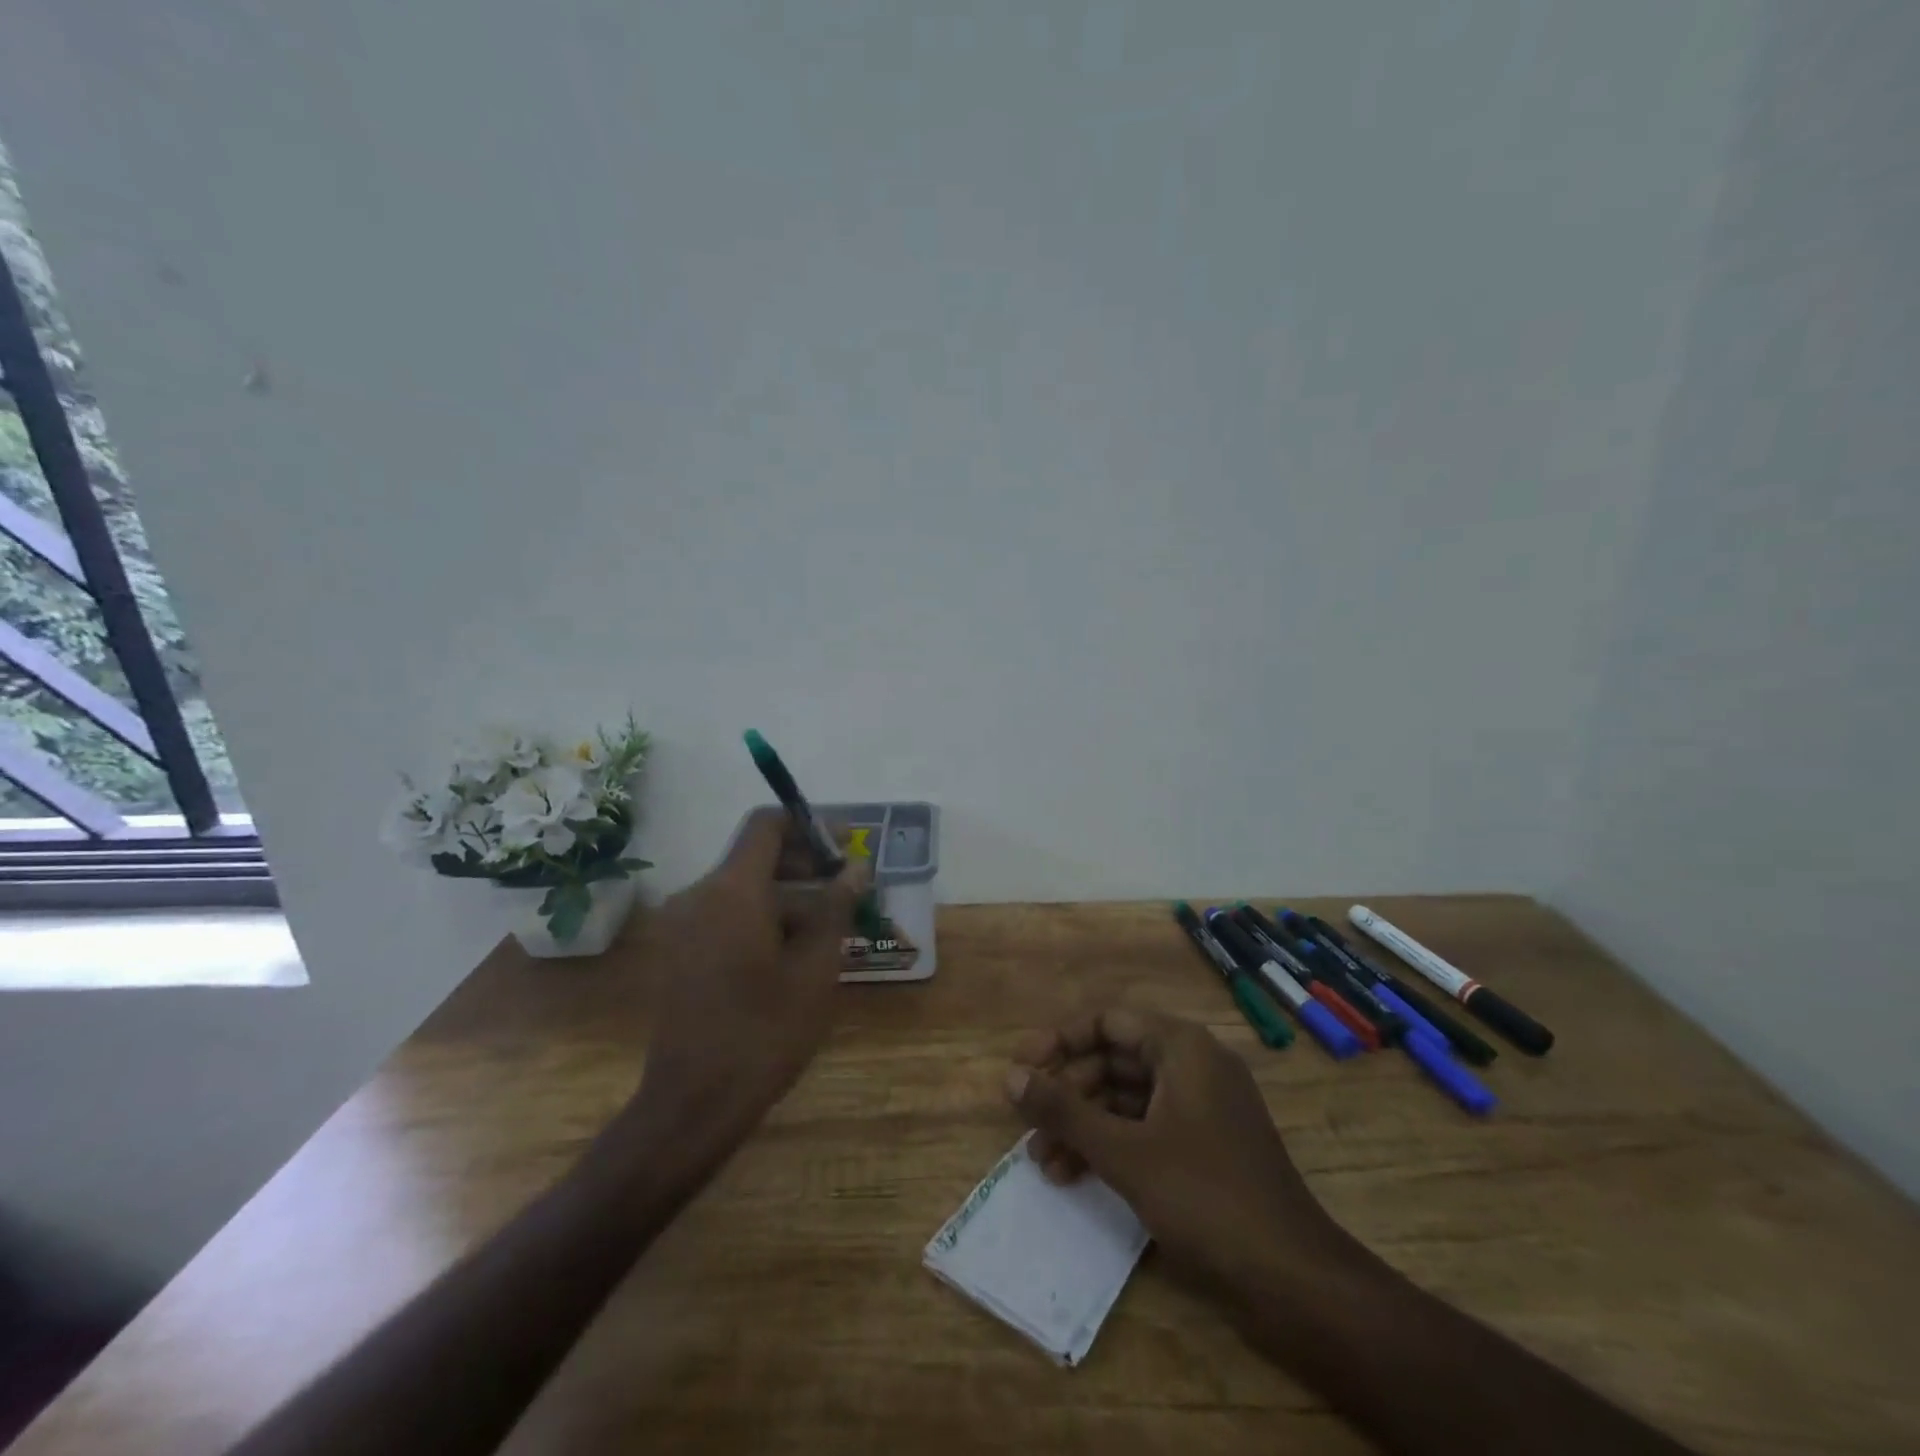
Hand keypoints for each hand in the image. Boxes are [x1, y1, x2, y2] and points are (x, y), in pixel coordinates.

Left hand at [618, 809, 865, 1177]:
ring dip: (788, 894)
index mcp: (732, 890)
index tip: (845, 845)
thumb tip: (856, 867)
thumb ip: (836, 907)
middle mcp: (700, 896)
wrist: (692, 1104)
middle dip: (805, 862)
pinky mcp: (681, 953)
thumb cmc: (764, 1031)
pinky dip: (763, 917)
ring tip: (831, 924)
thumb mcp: (815, 968)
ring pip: (743, 888)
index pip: (767, 824)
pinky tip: (794, 952)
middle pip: (755, 855)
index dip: (809, 825)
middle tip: (848, 885)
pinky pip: (727, 915)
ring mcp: (685, 926)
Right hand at [1005, 1008, 1347, 1295]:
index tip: (1021, 1067)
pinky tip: (1074, 1176)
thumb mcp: (1123, 1151)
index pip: (1107, 1022)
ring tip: (1043, 1161)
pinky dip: (1110, 1146)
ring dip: (1083, 1125)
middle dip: (1067, 1092)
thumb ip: (1063, 1110)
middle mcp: (1192, 1066)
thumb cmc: (1204, 1197)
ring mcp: (1201, 1108)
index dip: (1058, 1041)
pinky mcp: (1205, 1147)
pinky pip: (1146, 1129)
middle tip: (1027, 1123)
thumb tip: (1009, 1076)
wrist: (1293, 1281)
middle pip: (1114, 1060)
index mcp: (1181, 1047)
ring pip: (1127, 1099)